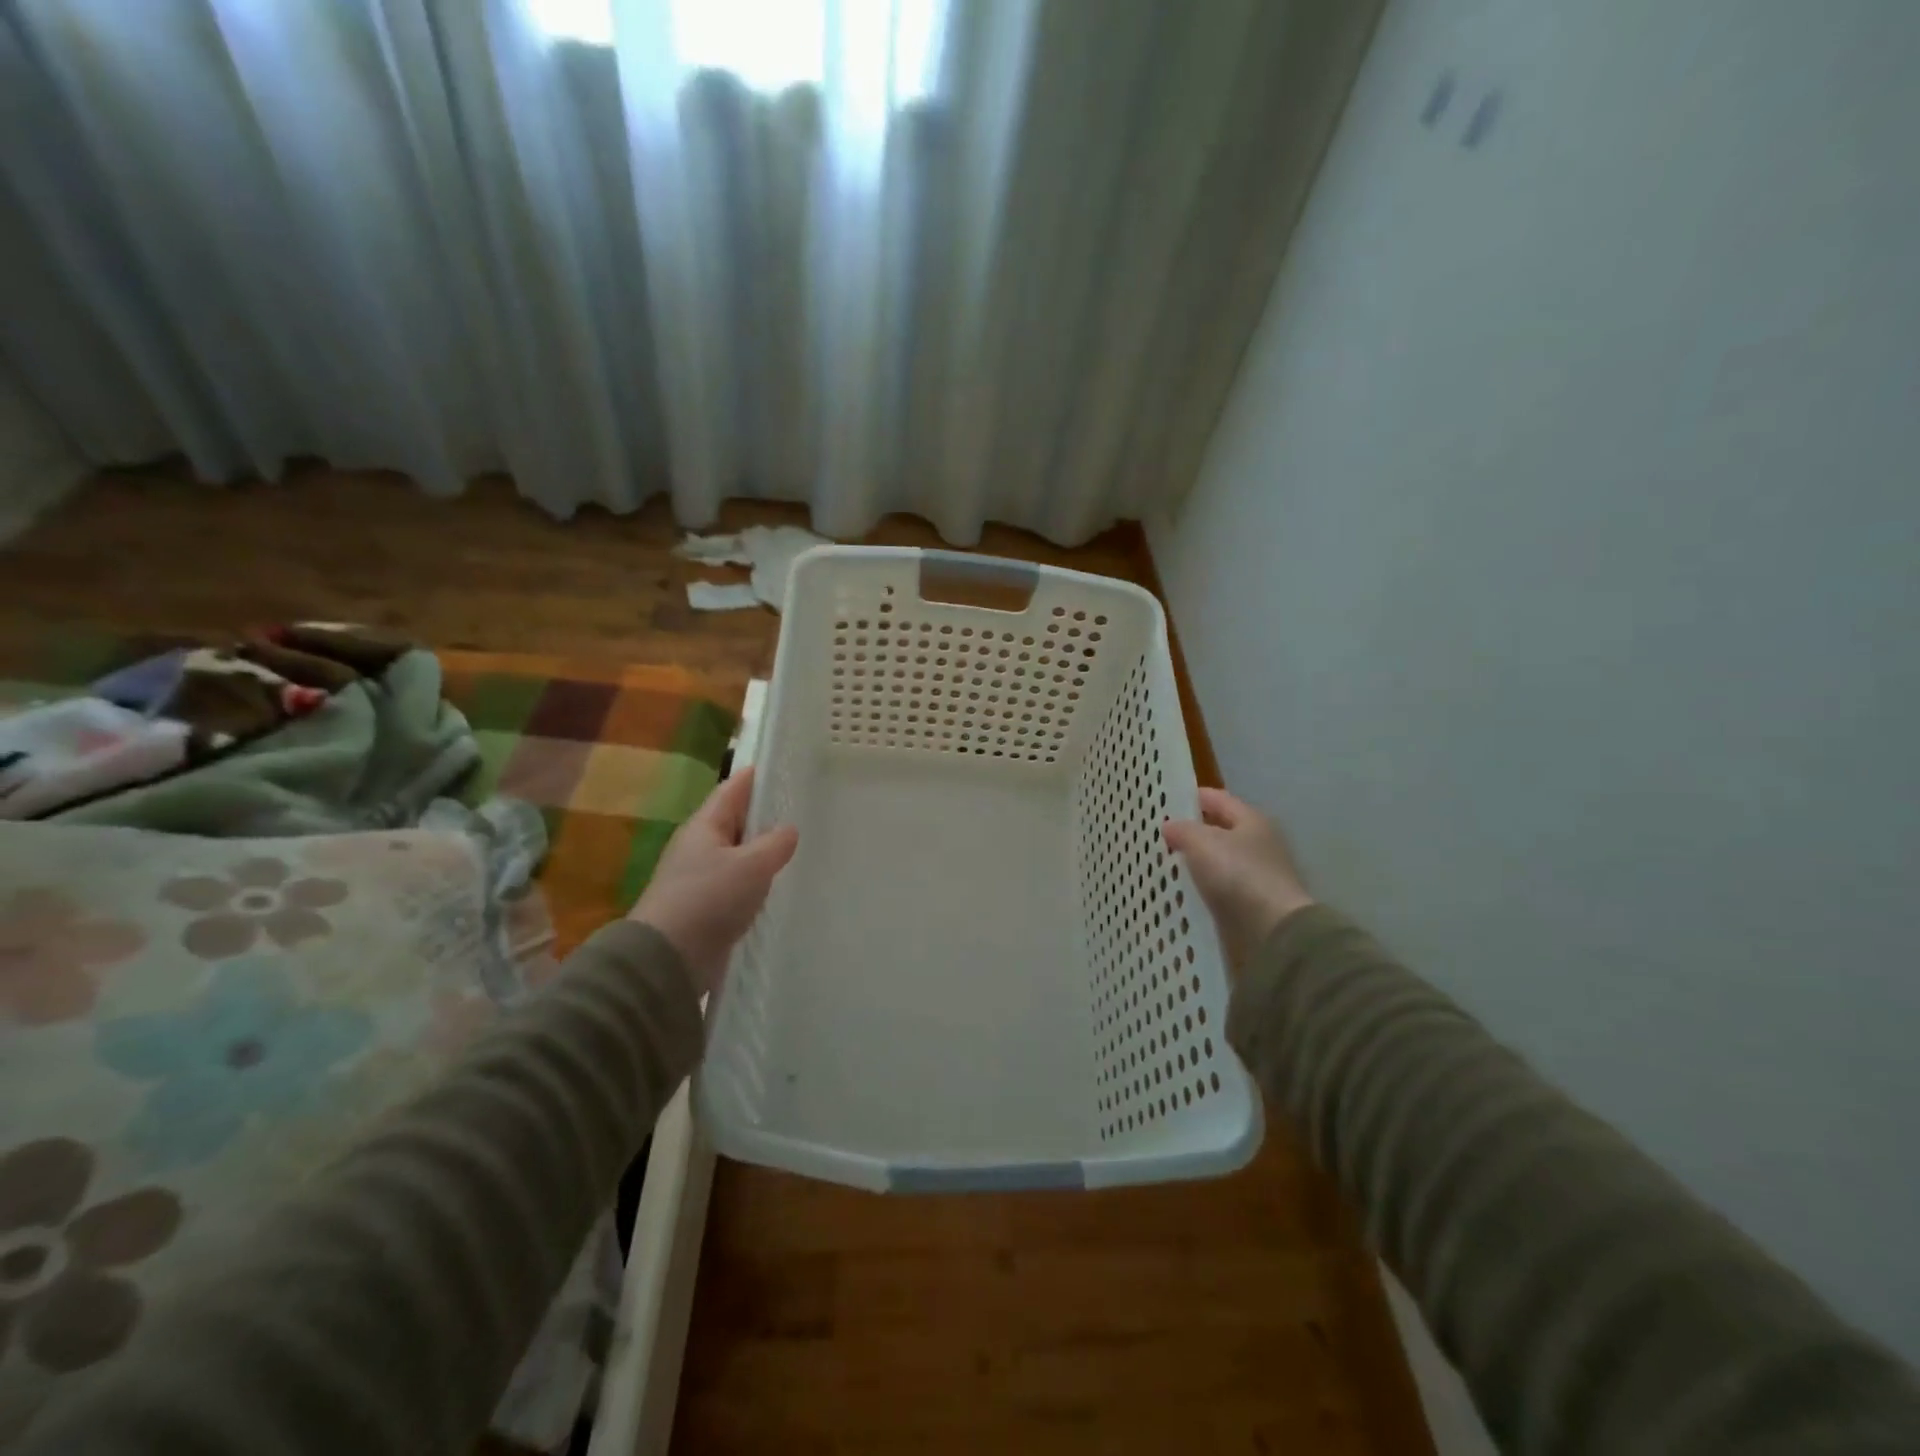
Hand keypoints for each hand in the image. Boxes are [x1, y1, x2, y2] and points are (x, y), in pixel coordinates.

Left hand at [629, 767, 798, 996]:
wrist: (667, 959)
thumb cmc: (708, 899)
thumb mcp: (750, 865)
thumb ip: (775, 843)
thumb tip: (788, 829)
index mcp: (705, 825)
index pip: (734, 789)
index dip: (758, 776)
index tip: (786, 769)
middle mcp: (700, 846)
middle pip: (736, 821)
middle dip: (766, 815)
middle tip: (804, 810)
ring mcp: (701, 878)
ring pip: (739, 855)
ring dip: (763, 852)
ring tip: (799, 849)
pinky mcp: (706, 908)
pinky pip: (737, 885)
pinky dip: (756, 882)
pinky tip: (778, 887)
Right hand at [1163, 788, 1314, 969]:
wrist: (1274, 930)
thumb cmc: (1238, 875)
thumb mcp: (1202, 843)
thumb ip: (1182, 830)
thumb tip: (1170, 826)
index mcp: (1251, 820)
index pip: (1217, 799)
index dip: (1192, 797)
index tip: (1164, 802)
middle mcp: (1259, 843)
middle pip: (1220, 830)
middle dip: (1192, 831)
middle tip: (1160, 835)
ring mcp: (1258, 874)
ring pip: (1220, 860)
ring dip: (1197, 861)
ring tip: (1167, 864)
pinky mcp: (1254, 902)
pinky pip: (1222, 887)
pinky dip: (1204, 886)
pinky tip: (1184, 891)